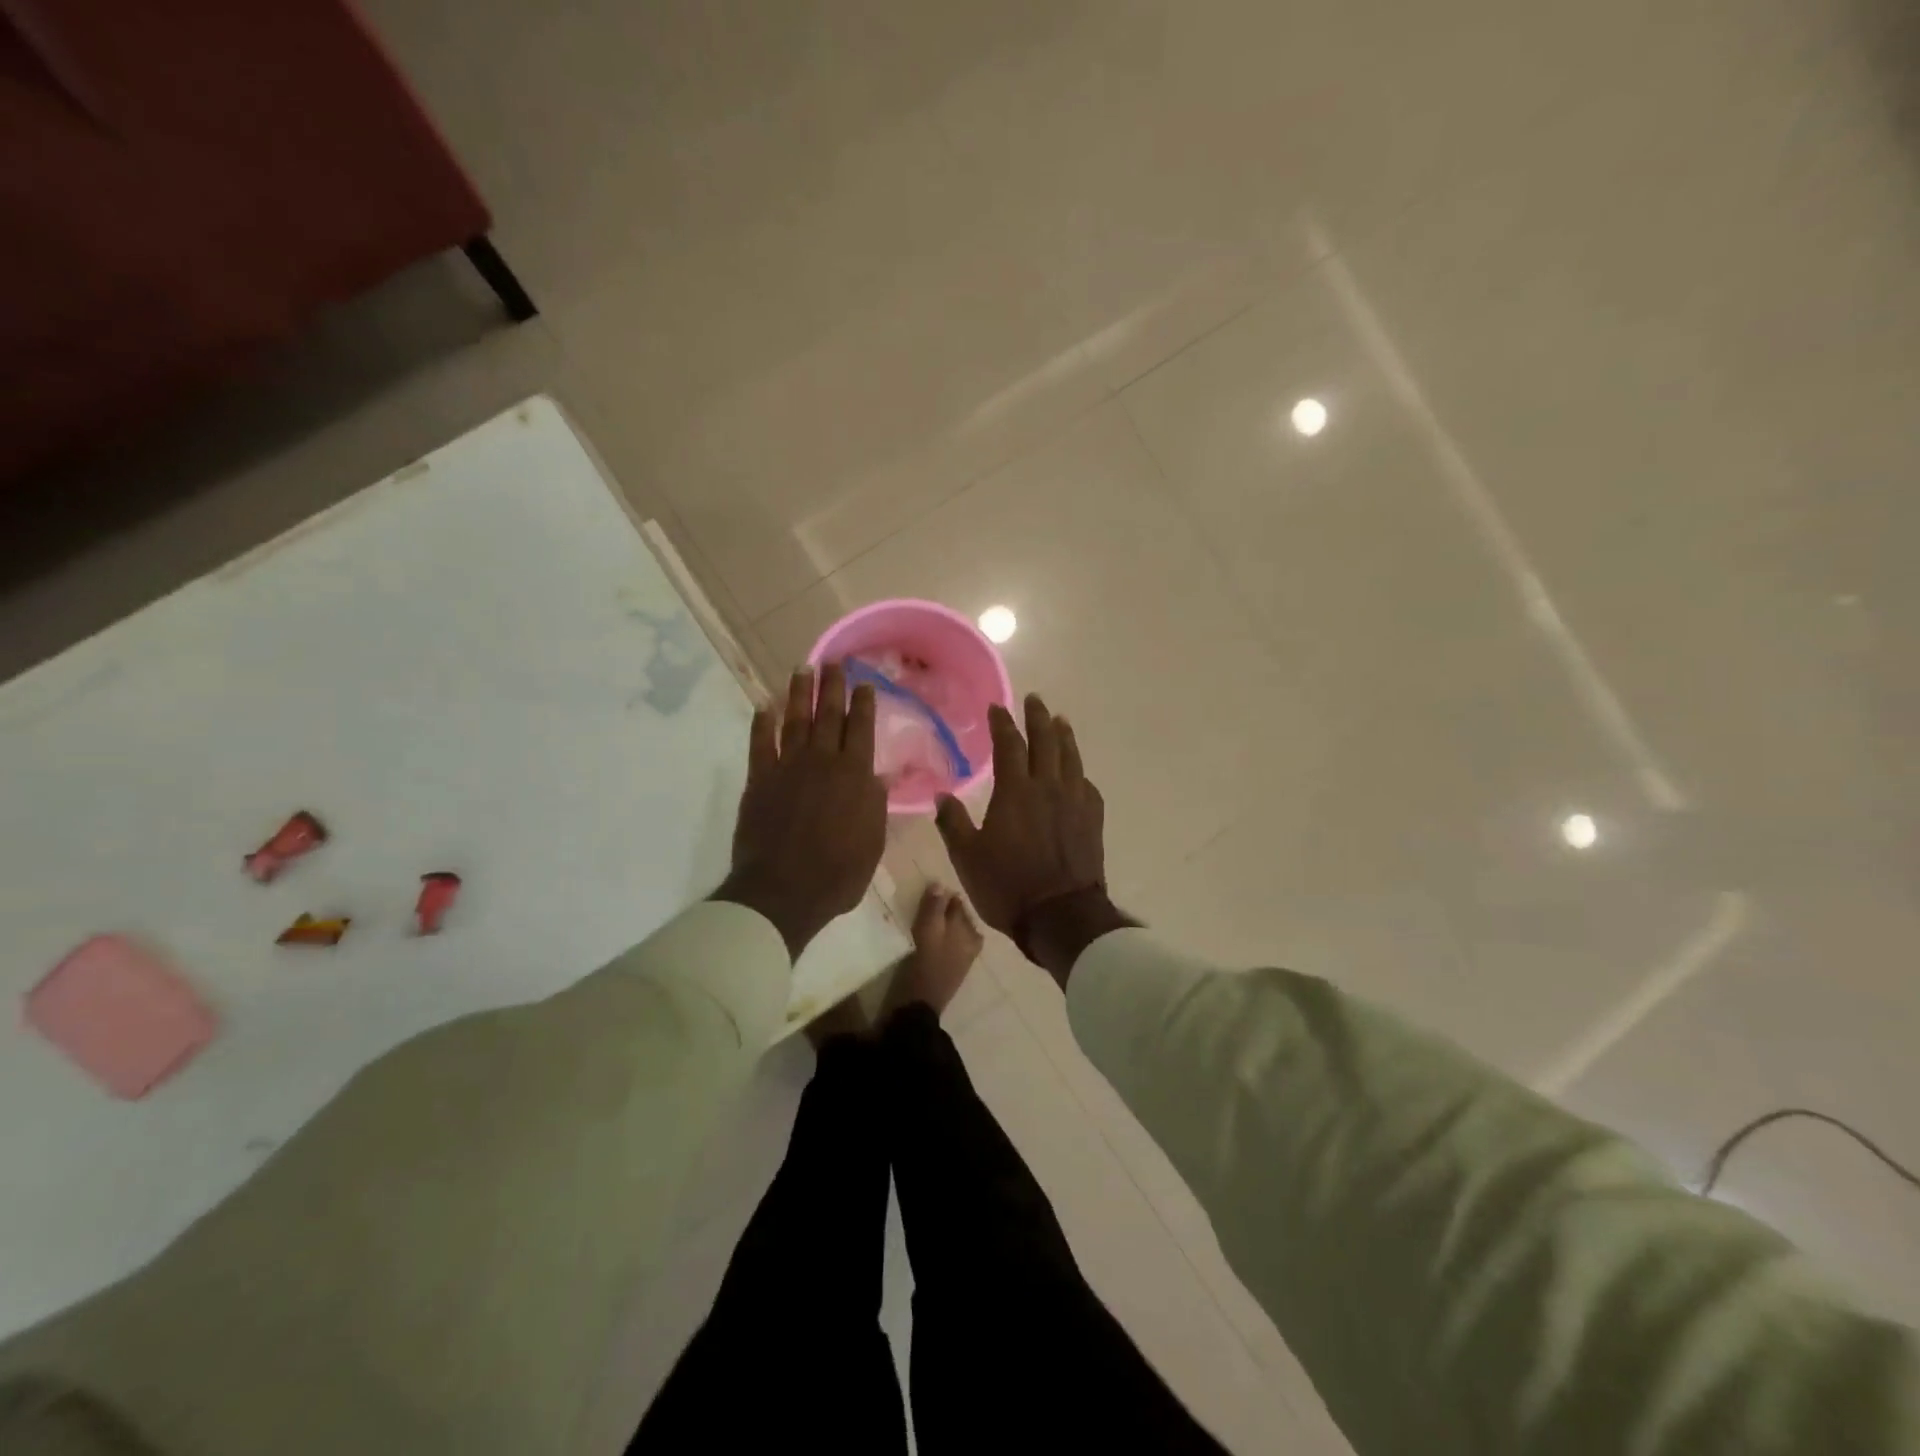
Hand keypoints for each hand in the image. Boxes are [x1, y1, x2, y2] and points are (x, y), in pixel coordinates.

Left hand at [714, 663, 887, 958]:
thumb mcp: (872, 841)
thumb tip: (878, 775)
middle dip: (832, 686)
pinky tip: (763, 705)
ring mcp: (787, 767)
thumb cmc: (838, 873)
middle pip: (828, 715)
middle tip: (833, 661)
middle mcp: (822, 761)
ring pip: (795, 720)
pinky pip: (760, 743)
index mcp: (855, 775)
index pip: (861, 729)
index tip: (864, 682)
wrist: (784, 891)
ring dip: (799, 693)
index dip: (863, 703)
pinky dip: (761, 722)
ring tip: (802, 669)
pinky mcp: (759, 779)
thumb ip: (875, 804)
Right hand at [935, 694, 1109, 944]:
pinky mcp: (1092, 820)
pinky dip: (1079, 772)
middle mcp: (1047, 787)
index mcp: (1015, 792)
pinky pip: (1086, 785)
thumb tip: (941, 795)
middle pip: (1045, 741)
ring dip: (1064, 736)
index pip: (1009, 745)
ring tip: (1061, 721)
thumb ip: (954, 823)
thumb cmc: (1007, 886)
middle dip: (1038, 717)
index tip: (997, 708)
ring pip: (1071, 758)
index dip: (1002, 723)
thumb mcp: (967, 858)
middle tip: (1035, 699)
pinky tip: (1077, 773)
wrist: (1061, 916)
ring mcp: (1074, 802)